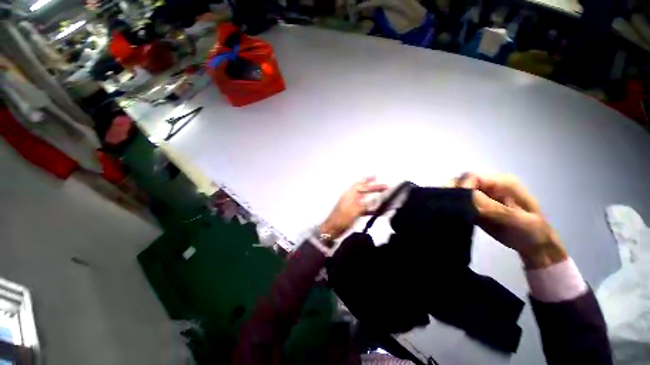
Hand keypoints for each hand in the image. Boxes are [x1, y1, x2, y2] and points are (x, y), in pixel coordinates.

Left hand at [319, 177, 388, 239]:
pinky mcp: (353, 212)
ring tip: (380, 193)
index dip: (370, 183)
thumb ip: (365, 204)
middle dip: (370, 185)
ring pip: (363, 198)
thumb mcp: (355, 210)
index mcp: (349, 194)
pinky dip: (370, 207)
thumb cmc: (342, 218)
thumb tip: (375, 199)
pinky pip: (364, 208)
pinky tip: (377, 210)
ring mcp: (352, 205)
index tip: (377, 178)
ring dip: (371, 195)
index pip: (361, 186)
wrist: (333, 229)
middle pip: (362, 189)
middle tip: (379, 181)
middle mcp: (351, 197)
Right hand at [449, 173, 567, 268]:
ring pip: (458, 190)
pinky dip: (452, 206)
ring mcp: (482, 193)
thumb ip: (492, 208)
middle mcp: (490, 184)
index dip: (460, 186)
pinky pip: (460, 200)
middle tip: (442, 206)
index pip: (473, 176)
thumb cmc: (532, 233)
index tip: (453, 203)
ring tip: (443, 210)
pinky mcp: (476, 204)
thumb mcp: (517, 220)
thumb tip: (464, 197)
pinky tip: (448, 213)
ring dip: (450, 199)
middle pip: (462, 181)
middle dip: (451, 191)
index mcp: (503, 182)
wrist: (535, 247)